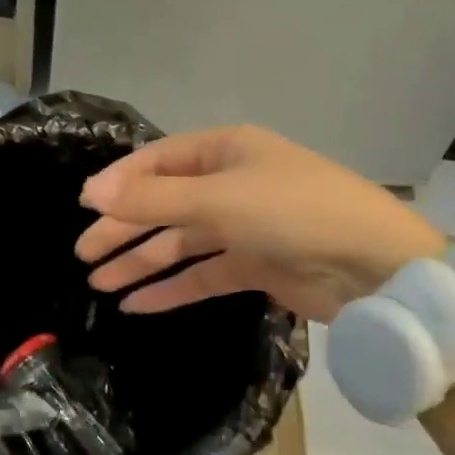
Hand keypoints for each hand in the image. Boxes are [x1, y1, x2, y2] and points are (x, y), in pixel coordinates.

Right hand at [75, 126, 443, 321]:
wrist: (372, 266)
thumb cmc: (292, 213)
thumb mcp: (218, 199)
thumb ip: (153, 199)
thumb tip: (91, 193)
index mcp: (226, 150)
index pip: (159, 161)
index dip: (120, 184)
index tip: (84, 209)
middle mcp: (231, 183)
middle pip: (164, 204)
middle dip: (124, 228)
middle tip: (83, 254)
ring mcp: (243, 226)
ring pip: (180, 242)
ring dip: (140, 261)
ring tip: (98, 283)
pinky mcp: (253, 266)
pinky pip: (201, 274)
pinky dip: (170, 288)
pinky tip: (136, 304)